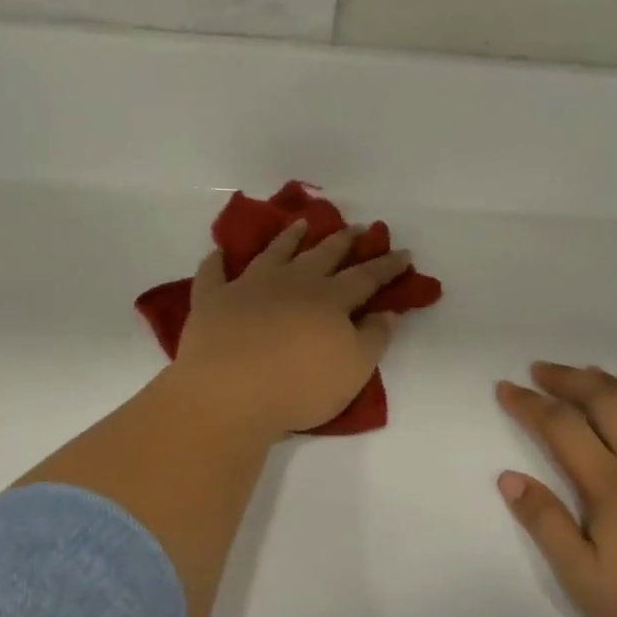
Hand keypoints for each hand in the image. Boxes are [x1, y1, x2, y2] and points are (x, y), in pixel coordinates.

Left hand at [172, 220, 410, 438]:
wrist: (229, 391)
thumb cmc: (299, 386)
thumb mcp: (354, 370)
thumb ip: (373, 338)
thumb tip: (387, 312)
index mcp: (330, 299)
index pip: (366, 277)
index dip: (387, 265)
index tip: (403, 252)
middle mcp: (293, 283)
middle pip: (323, 255)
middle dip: (343, 241)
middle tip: (356, 227)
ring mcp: (249, 286)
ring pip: (274, 252)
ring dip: (290, 237)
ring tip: (302, 224)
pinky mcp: (213, 299)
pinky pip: (214, 273)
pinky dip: (217, 262)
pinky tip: (219, 253)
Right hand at [495, 363, 616, 616]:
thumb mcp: (585, 581)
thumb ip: (547, 524)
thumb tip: (509, 477)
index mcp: (609, 485)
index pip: (560, 427)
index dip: (530, 404)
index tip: (506, 387)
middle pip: (604, 403)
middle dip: (570, 380)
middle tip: (542, 369)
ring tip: (595, 376)